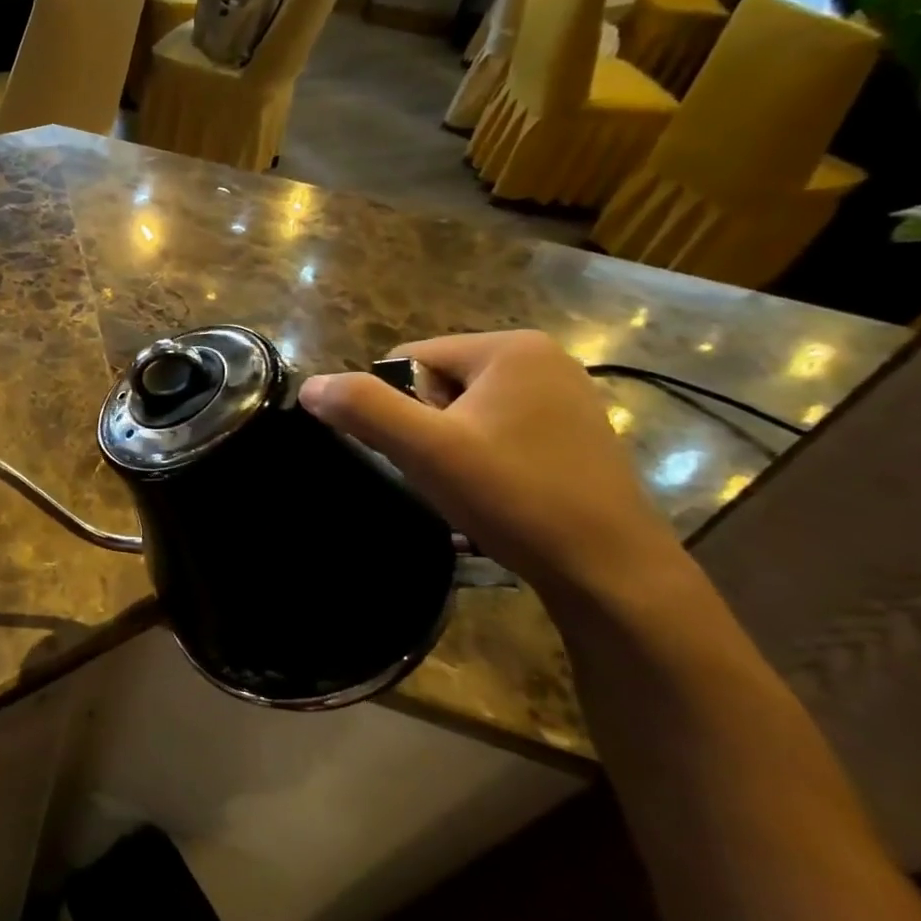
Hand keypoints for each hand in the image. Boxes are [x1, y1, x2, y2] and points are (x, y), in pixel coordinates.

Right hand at [300, 331, 689, 607]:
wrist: (610, 572)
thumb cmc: (515, 497)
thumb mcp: (426, 449)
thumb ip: (363, 408)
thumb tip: (310, 385)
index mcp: (509, 347)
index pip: (408, 359)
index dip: (393, 407)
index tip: (416, 453)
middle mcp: (543, 359)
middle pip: (436, 383)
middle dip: (424, 428)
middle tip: (443, 474)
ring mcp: (564, 397)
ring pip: (465, 412)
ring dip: (449, 447)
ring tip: (468, 488)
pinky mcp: (573, 434)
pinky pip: (498, 431)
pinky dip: (481, 458)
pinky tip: (493, 494)